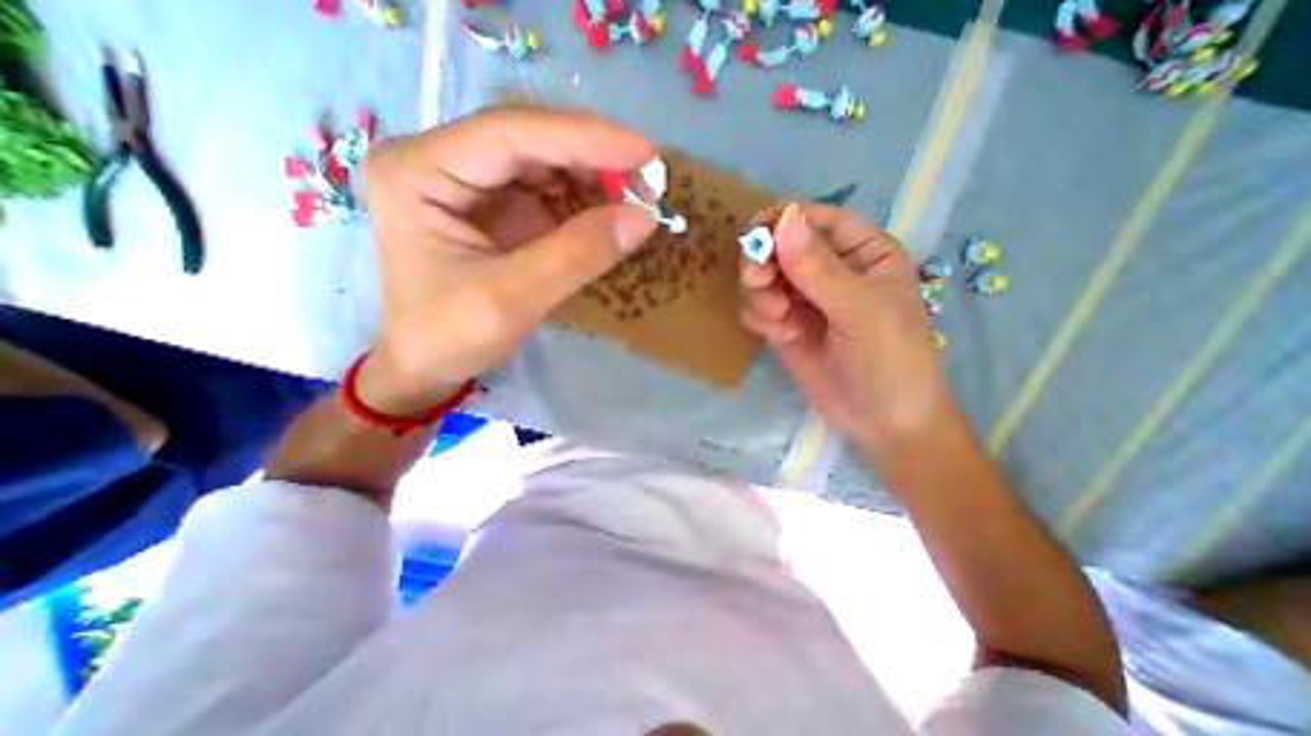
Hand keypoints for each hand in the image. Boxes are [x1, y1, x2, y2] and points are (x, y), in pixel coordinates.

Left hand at [357, 104, 656, 414]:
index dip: (584, 138)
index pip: (511, 133)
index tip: (646, 152)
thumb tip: (643, 217)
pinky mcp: (500, 208)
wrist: (428, 365)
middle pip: (532, 142)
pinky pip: (551, 193)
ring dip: (596, 180)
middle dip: (595, 160)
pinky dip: (587, 203)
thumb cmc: (450, 336)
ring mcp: (474, 183)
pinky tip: (611, 216)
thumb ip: (577, 255)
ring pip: (547, 164)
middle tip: (649, 183)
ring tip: (636, 202)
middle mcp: (443, 161)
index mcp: (420, 170)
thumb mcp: (512, 299)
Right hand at [735, 201, 954, 452]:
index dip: (784, 221)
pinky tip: (782, 337)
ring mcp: (804, 300)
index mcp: (861, 252)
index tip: (755, 236)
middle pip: (780, 246)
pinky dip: (761, 319)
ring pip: (763, 278)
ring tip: (780, 320)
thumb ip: (820, 268)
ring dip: (761, 295)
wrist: (881, 423)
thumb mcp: (862, 311)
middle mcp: (829, 271)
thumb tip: (783, 218)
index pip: (815, 219)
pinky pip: (758, 308)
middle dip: (764, 262)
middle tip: (759, 282)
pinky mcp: (785, 326)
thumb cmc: (890, 360)